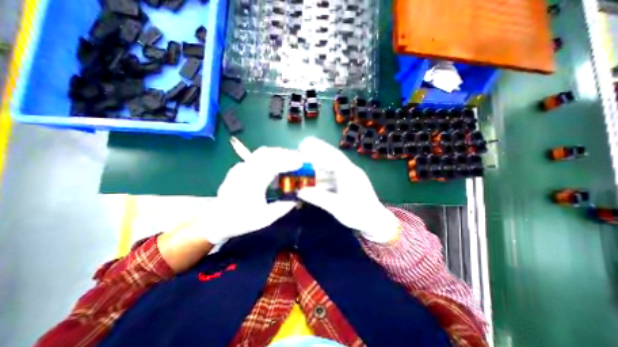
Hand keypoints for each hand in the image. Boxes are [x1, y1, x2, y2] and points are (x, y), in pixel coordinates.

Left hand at [200, 146, 302, 243]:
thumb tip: (296, 199)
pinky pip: (256, 156)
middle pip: (268, 153)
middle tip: (299, 158)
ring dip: (278, 153)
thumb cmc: (241, 220)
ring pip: (262, 152)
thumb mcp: (265, 218)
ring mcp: (241, 167)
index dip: (289, 162)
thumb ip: (283, 208)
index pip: (273, 165)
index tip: (301, 163)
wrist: (217, 219)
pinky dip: (270, 156)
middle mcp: (245, 170)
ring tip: (290, 158)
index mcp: (251, 182)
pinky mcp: (239, 167)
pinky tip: (276, 163)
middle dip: (286, 153)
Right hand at [299, 136, 400, 243]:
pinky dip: (324, 176)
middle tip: (301, 152)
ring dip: (319, 166)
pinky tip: (316, 180)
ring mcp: (350, 176)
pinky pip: (335, 175)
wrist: (376, 221)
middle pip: (331, 158)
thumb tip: (300, 192)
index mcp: (349, 173)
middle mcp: (350, 171)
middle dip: (317, 154)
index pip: (332, 155)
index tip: (304, 144)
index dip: (318, 148)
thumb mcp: (336, 207)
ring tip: (305, 168)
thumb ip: (318, 198)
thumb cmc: (358, 214)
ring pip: (332, 167)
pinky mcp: (350, 182)